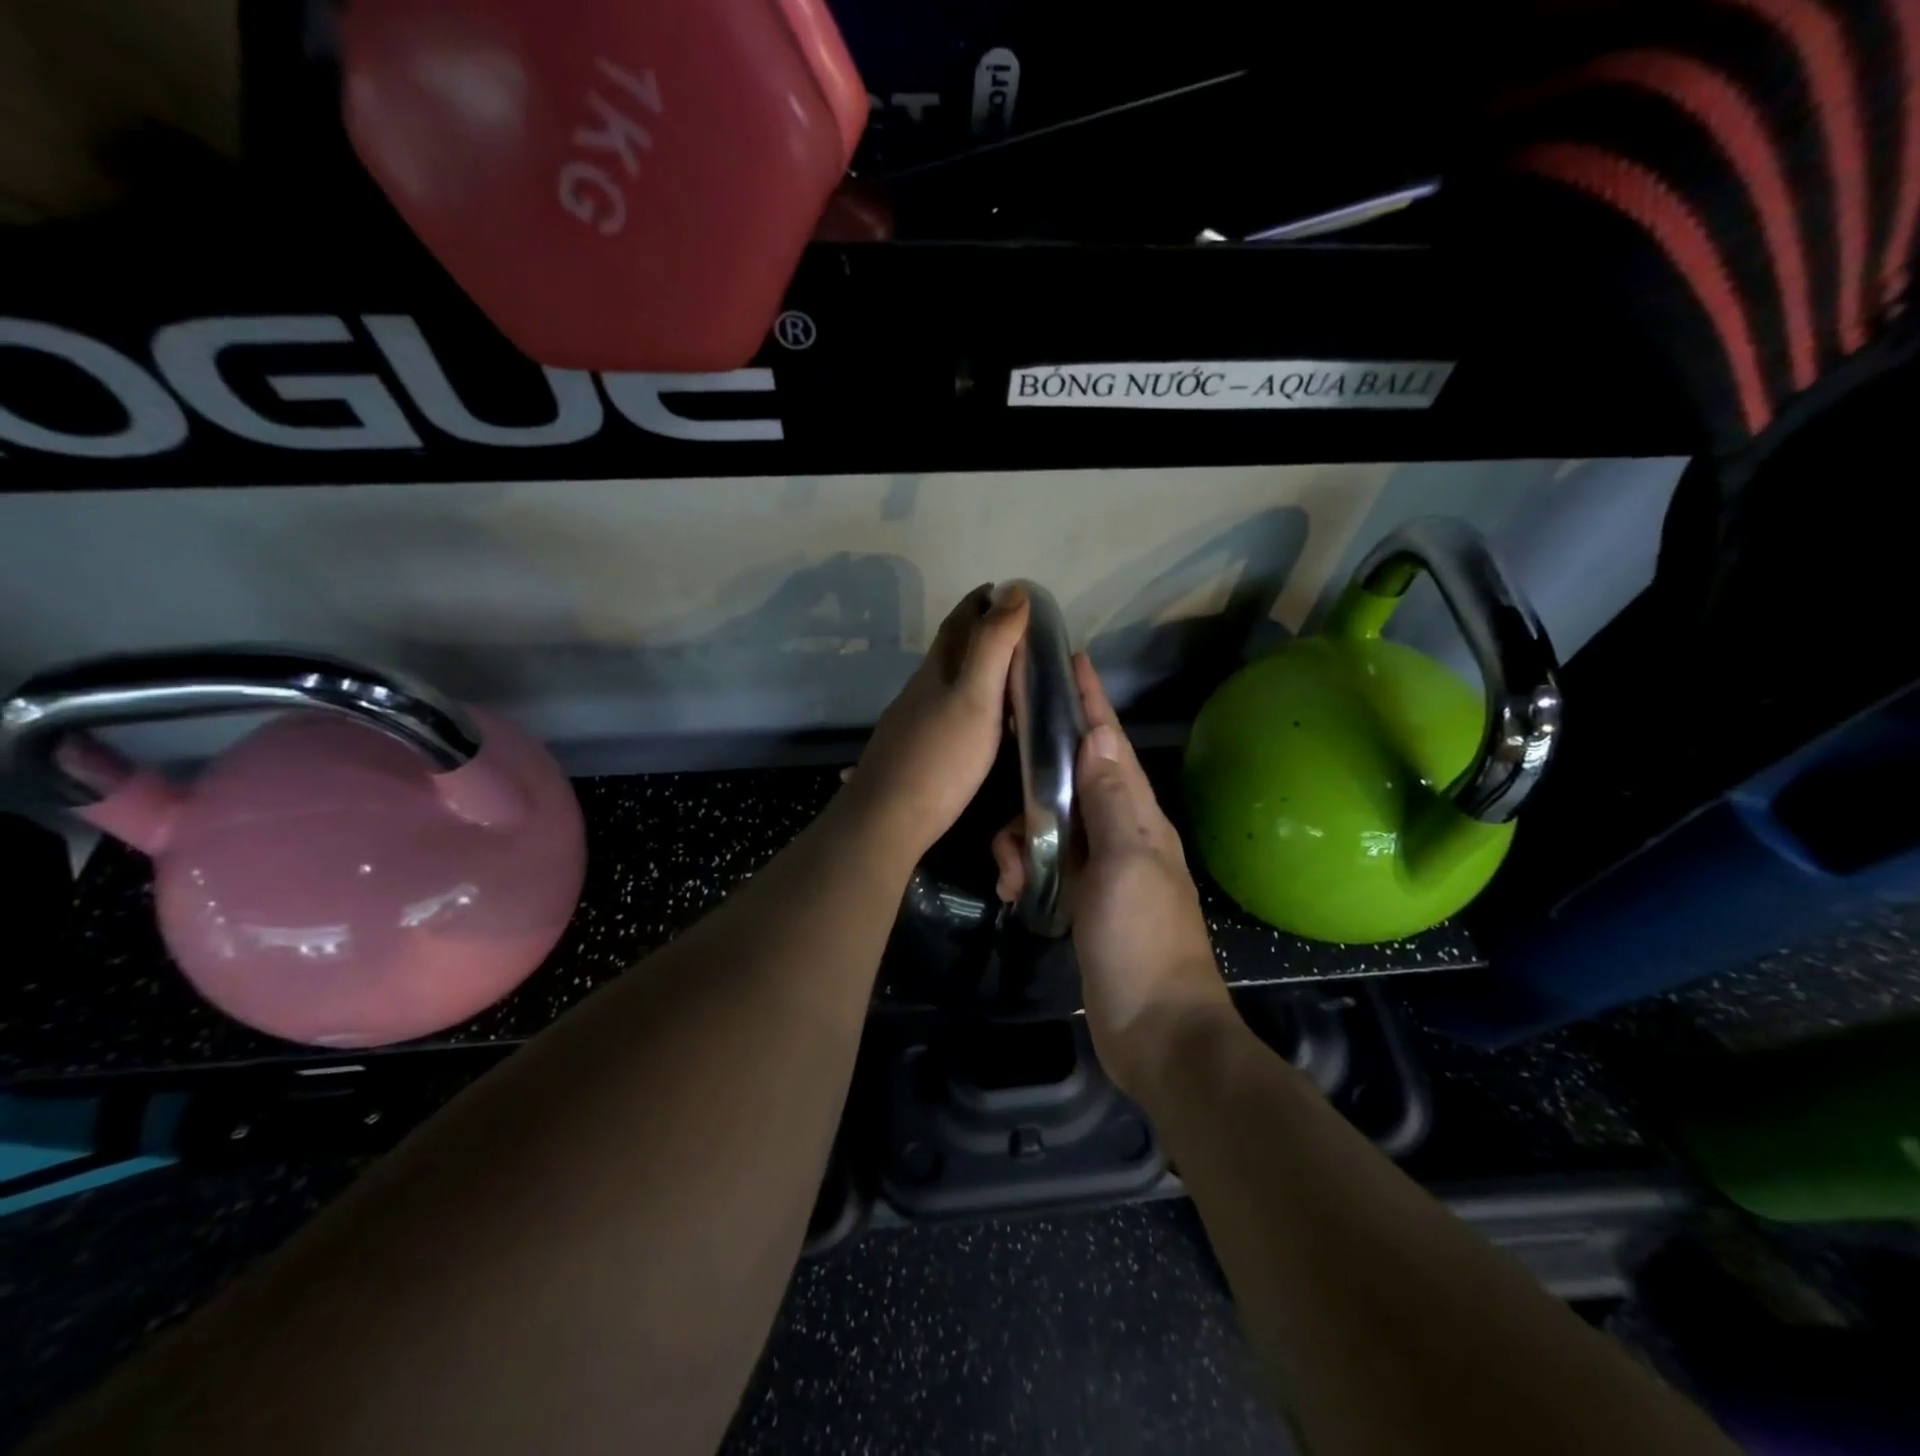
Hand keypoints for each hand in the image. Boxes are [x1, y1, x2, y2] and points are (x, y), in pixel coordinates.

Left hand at [839, 584, 1030, 862]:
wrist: (886, 820)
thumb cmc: (939, 759)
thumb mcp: (976, 699)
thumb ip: (993, 647)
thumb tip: (1013, 591)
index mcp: (937, 671)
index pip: (958, 623)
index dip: (980, 603)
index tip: (1004, 590)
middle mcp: (919, 690)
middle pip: (949, 651)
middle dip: (978, 633)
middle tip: (1016, 633)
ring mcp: (911, 722)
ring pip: (945, 684)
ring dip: (972, 671)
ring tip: (1005, 677)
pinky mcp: (911, 752)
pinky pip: (943, 713)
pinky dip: (965, 704)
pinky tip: (975, 725)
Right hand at [993, 655, 1231, 1099]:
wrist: (1156, 1031)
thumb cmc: (1142, 942)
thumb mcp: (1126, 864)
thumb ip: (1111, 801)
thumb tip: (1099, 737)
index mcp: (1141, 817)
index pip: (1112, 746)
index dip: (1092, 703)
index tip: (1072, 660)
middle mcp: (1124, 833)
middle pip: (1076, 777)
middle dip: (1039, 770)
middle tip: (1003, 761)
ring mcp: (1104, 869)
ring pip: (1053, 823)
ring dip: (1022, 835)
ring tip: (1009, 868)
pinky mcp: (1085, 899)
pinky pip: (1047, 863)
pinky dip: (1026, 867)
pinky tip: (1014, 890)